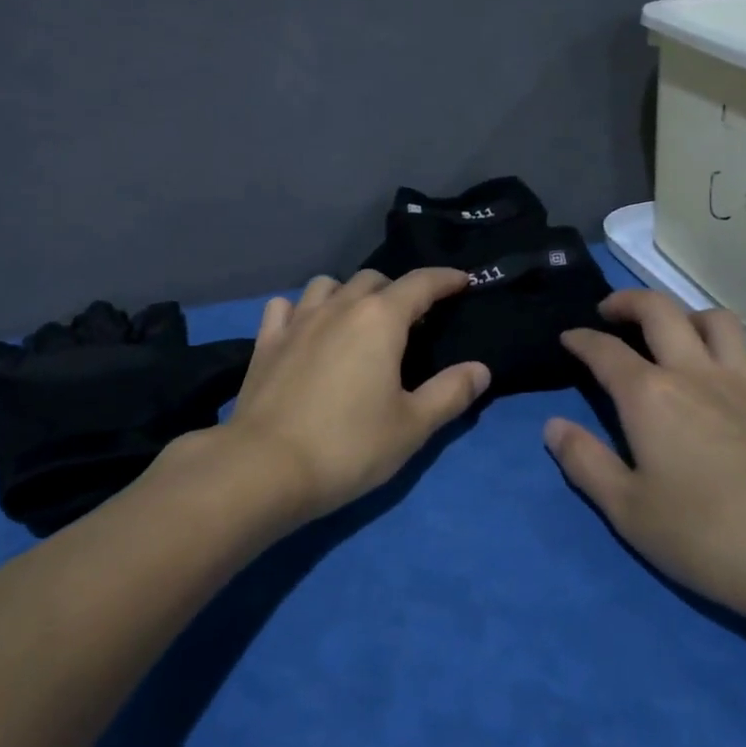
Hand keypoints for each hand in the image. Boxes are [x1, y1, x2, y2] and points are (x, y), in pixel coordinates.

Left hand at [221, 269, 490, 524]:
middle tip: (411, 320)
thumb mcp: (412, 426)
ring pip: (327, 285)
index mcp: (380, 320)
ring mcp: (297, 321)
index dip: (445, 279)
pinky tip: (306, 329)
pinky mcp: (266, 341)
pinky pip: (286, 307)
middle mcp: (338, 307)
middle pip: (373, 280)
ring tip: (358, 322)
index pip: (420, 283)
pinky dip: (302, 309)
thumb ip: (450, 393)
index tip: (463, 281)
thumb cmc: (349, 446)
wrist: (265, 467)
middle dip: (398, 290)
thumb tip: (480, 369)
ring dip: (349, 294)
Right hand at [544, 290, 745, 638]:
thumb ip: (585, 463)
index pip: (604, 351)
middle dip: (629, 302)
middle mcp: (698, 374)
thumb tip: (553, 426)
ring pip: (721, 323)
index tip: (568, 338)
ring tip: (680, 337)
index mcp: (650, 396)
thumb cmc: (711, 540)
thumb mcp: (629, 512)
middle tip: (613, 313)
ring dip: (693, 318)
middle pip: (660, 311)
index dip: (581, 339)